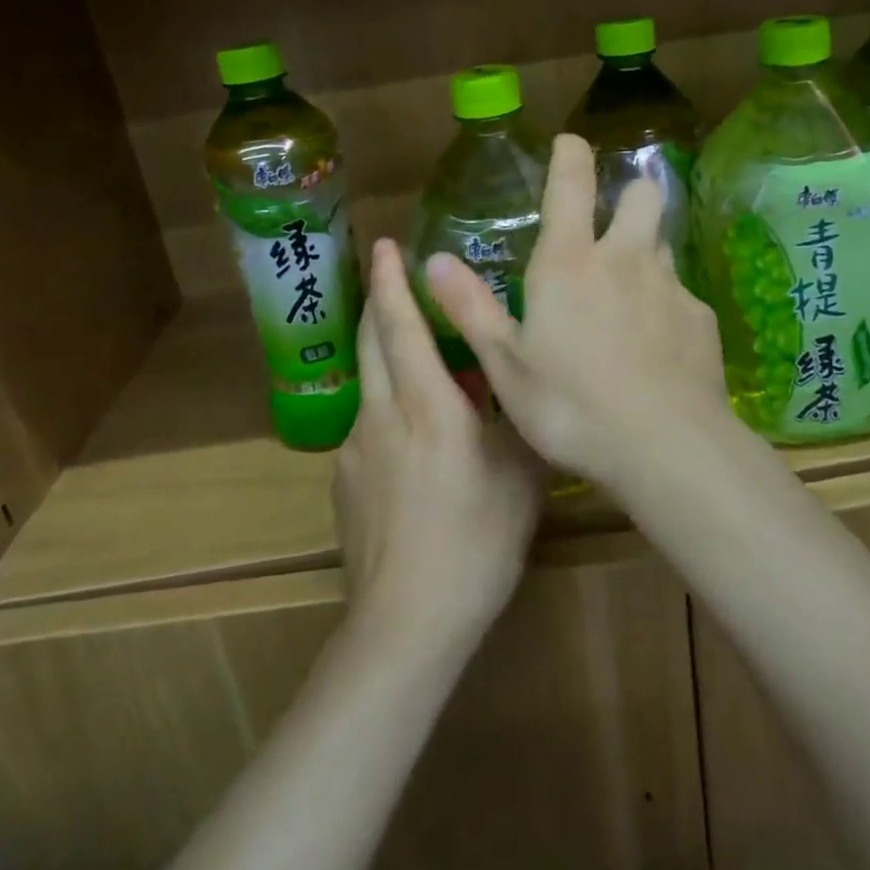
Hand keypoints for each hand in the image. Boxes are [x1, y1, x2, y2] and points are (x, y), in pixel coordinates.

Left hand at [335, 238, 544, 654]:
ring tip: (414, 351)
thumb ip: (519, 418)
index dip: (394, 282)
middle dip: (378, 299)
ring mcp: (356, 448)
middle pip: (371, 340)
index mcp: (427, 404)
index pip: (402, 326)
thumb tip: (524, 384)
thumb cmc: (477, 541)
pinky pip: (367, 424)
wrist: (407, 624)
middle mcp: (383, 414)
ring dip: (383, 351)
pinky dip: (386, 406)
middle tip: (389, 271)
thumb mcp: (520, 473)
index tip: (387, 245)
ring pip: (367, 380)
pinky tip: (411, 438)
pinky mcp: (344, 481)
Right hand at [423, 134, 729, 487]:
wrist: (666, 448)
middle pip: (642, 194)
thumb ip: (470, 308)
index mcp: (571, 262)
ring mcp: (670, 285)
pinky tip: (657, 352)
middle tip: (611, 229)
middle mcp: (625, 258)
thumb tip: (434, 260)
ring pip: (663, 244)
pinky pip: (681, 297)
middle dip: (630, 196)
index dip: (570, 153)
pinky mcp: (700, 318)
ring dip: (646, 254)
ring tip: (627, 300)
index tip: (569, 144)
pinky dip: (666, 309)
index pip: (572, 182)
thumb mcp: (506, 365)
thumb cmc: (571, 406)